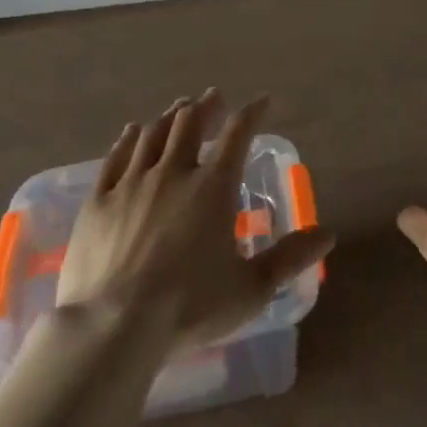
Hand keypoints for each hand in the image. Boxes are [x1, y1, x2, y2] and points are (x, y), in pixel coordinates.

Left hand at [57, 90, 333, 352]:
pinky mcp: (97, 202)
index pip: (238, 134)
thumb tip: (328, 234)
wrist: (113, 327)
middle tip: (213, 98)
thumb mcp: (252, 288)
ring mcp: (131, 184)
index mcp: (213, 187)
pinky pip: (114, 158)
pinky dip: (127, 140)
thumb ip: (291, 257)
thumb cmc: (190, 307)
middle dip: (206, 106)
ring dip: (170, 117)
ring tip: (179, 108)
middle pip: (190, 124)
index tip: (262, 100)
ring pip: (153, 135)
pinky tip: (131, 132)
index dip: (252, 112)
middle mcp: (173, 174)